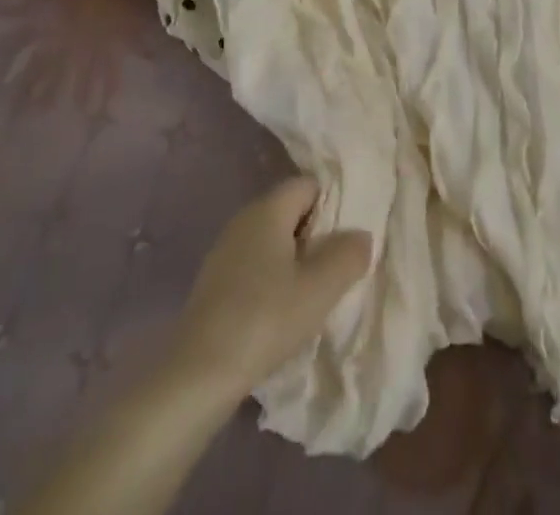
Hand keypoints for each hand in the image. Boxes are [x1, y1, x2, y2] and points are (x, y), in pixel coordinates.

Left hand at [169, 177, 372, 405]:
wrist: (198, 374)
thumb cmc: (264, 319)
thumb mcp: (319, 289)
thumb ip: (347, 256)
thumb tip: (361, 236)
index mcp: (268, 208)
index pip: (308, 185)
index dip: (332, 206)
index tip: (345, 241)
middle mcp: (244, 218)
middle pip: (290, 211)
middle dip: (315, 236)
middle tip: (334, 271)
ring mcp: (225, 250)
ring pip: (272, 241)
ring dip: (294, 261)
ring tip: (311, 296)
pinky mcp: (214, 282)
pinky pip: (254, 265)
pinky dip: (271, 280)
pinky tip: (279, 314)